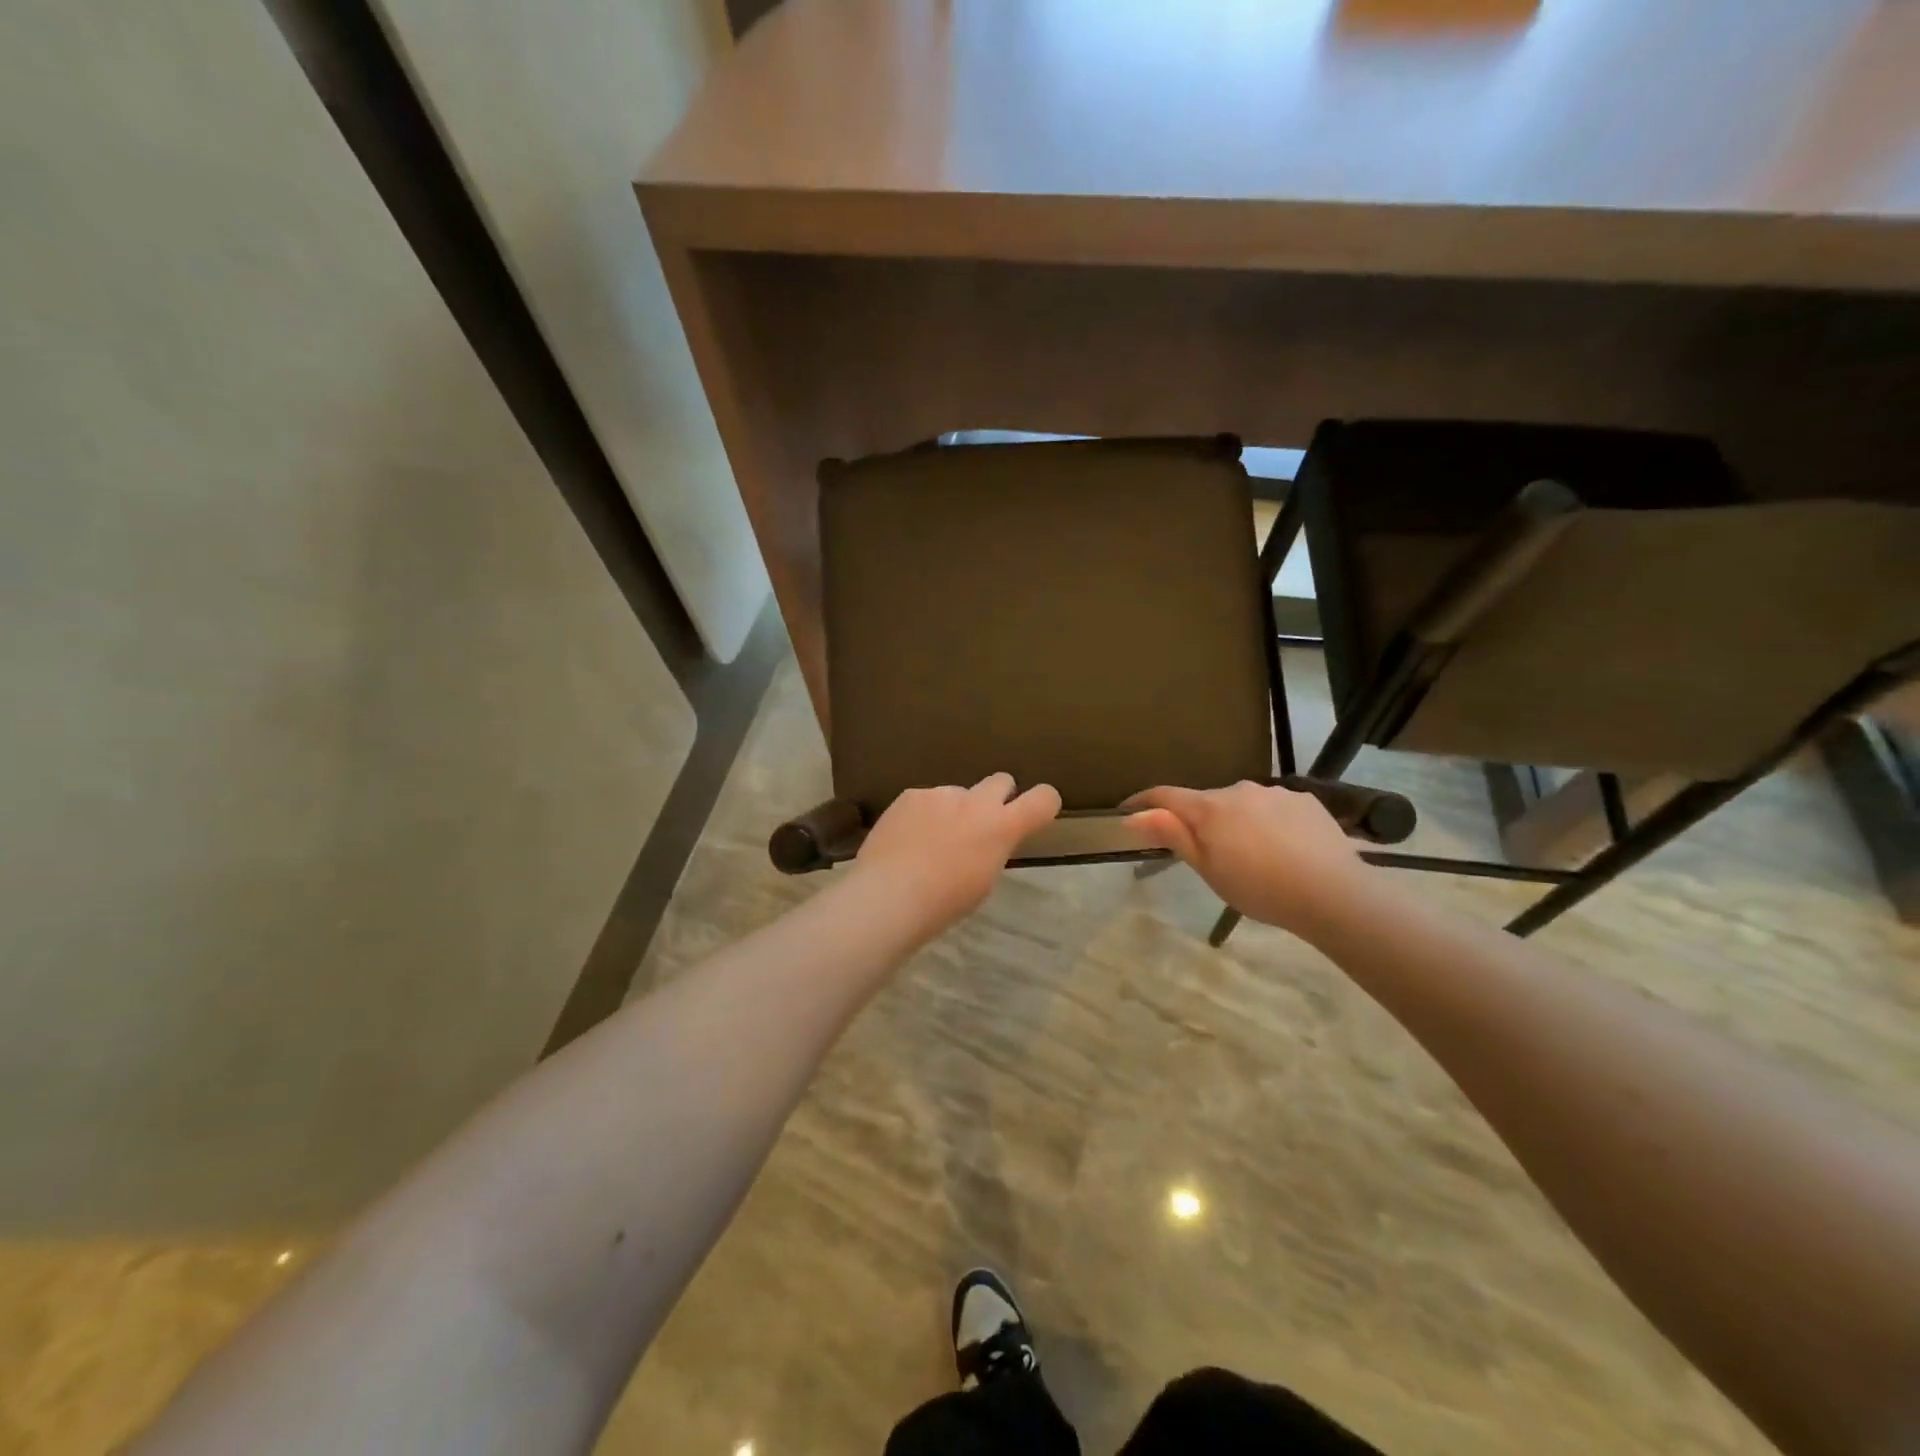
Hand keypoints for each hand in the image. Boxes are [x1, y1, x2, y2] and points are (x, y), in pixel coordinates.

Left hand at [853, 773, 1061, 937]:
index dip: (1044, 802)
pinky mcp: (911, 794)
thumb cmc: (944, 902)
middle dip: (997, 797)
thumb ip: (993, 849)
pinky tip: (906, 840)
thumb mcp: (984, 881)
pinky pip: (926, 800)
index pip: (1043, 799)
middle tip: (979, 825)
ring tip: (929, 842)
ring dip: (953, 811)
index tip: (1035, 813)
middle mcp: (976, 801)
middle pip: (1002, 780)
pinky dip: (922, 815)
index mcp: (1002, 827)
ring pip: (957, 793)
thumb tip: (988, 839)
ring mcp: (941, 793)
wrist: (889, 894)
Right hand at [1125, 780, 1368, 934]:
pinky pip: (1274, 807)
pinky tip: (1284, 848)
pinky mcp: (1305, 800)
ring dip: (1237, 821)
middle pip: (1206, 801)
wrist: (1333, 893)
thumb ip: (1172, 835)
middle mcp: (1239, 790)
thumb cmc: (1259, 888)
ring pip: (1242, 803)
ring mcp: (1275, 792)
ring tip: (1252, 854)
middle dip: (1199, 820)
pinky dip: (1269, 822)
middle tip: (1208, 853)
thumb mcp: (1208, 869)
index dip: (1143, 801)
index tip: (1127, 811)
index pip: (1165, 795)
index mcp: (1209, 808)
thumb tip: (1133, 815)